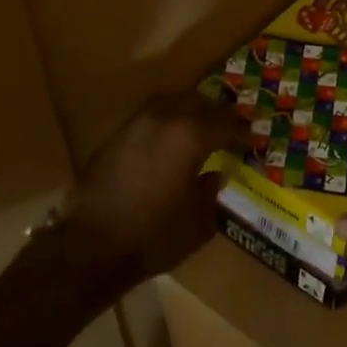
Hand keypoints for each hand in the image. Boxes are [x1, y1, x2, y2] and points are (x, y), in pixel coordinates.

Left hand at [60, 92, 249, 281]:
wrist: (93, 245)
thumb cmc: (155, 235)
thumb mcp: (199, 221)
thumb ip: (211, 192)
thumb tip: (214, 175)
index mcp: (190, 136)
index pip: (225, 123)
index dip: (242, 130)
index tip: (253, 137)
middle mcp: (163, 120)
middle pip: (197, 101)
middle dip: (217, 112)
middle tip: (230, 126)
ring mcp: (135, 125)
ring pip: (170, 102)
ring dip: (190, 110)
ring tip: (201, 127)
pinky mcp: (116, 137)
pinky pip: (150, 117)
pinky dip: (167, 121)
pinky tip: (171, 139)